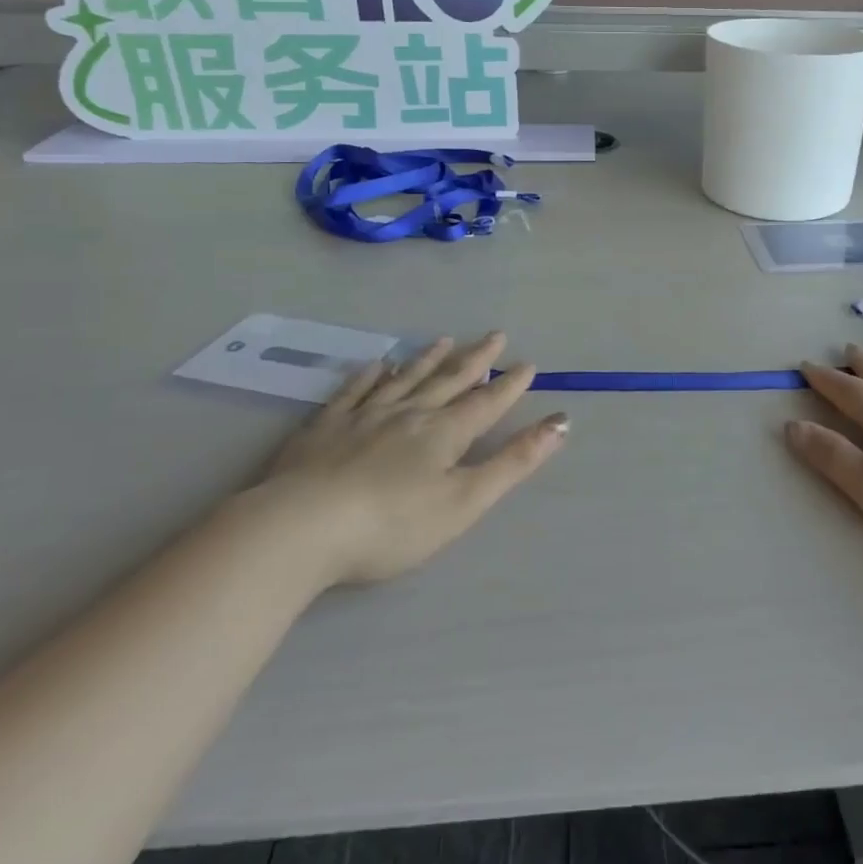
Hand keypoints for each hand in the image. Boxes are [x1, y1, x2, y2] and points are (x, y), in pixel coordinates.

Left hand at [254, 334, 567, 587]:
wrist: (301, 528)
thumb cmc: (392, 524)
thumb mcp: (465, 501)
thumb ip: (513, 462)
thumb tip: (561, 423)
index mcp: (444, 433)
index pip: (485, 402)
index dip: (510, 385)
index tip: (528, 364)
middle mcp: (408, 413)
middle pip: (448, 380)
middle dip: (475, 359)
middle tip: (495, 335)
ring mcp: (364, 416)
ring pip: (404, 378)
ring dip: (427, 359)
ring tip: (444, 339)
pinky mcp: (325, 427)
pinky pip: (354, 391)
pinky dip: (369, 375)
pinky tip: (377, 364)